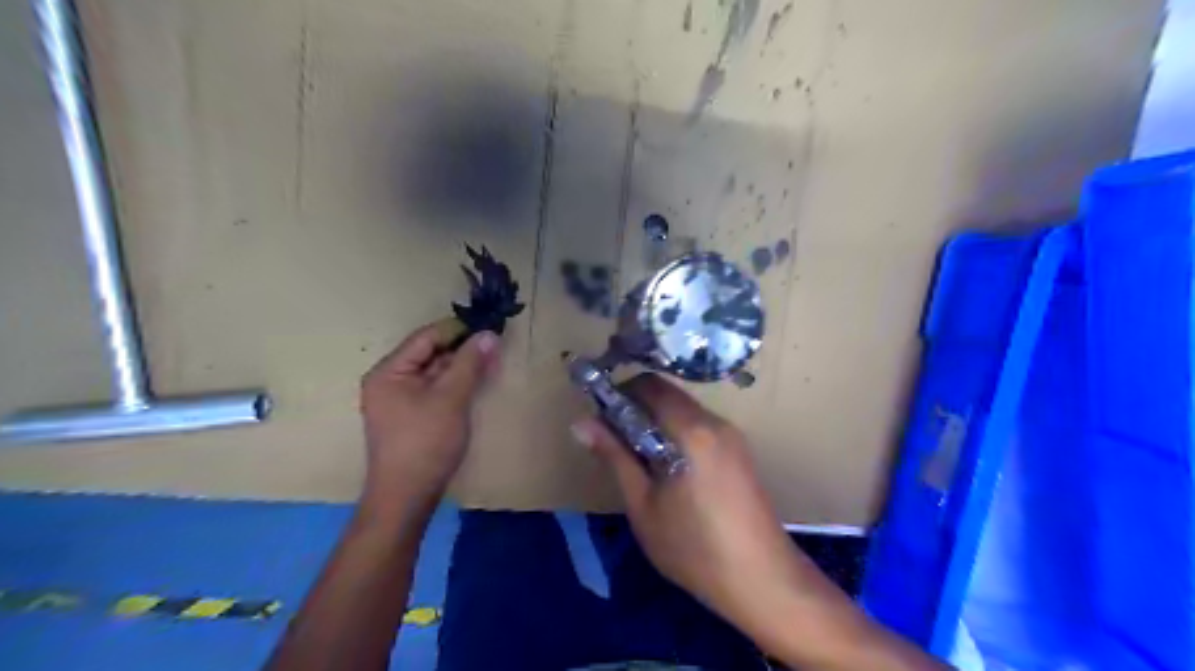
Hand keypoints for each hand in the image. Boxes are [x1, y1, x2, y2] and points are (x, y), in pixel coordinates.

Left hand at [360, 323, 501, 515]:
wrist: (408, 497)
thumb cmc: (426, 442)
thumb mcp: (451, 398)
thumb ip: (469, 363)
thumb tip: (488, 334)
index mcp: (389, 371)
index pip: (426, 338)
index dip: (458, 330)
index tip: (489, 326)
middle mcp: (390, 381)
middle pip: (430, 353)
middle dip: (463, 348)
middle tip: (496, 344)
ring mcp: (400, 400)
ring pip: (435, 372)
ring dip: (462, 366)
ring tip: (492, 360)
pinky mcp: (412, 416)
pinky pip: (435, 389)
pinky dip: (456, 383)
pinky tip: (478, 381)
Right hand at [572, 377, 813, 639]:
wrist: (762, 580)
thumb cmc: (693, 548)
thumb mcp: (643, 505)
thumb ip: (614, 456)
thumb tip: (581, 422)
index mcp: (691, 430)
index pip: (650, 385)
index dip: (620, 392)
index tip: (601, 417)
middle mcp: (715, 422)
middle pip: (669, 394)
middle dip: (638, 407)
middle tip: (616, 440)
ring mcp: (732, 435)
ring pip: (685, 410)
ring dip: (657, 421)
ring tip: (639, 459)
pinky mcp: (740, 450)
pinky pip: (700, 426)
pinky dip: (677, 433)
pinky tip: (668, 468)